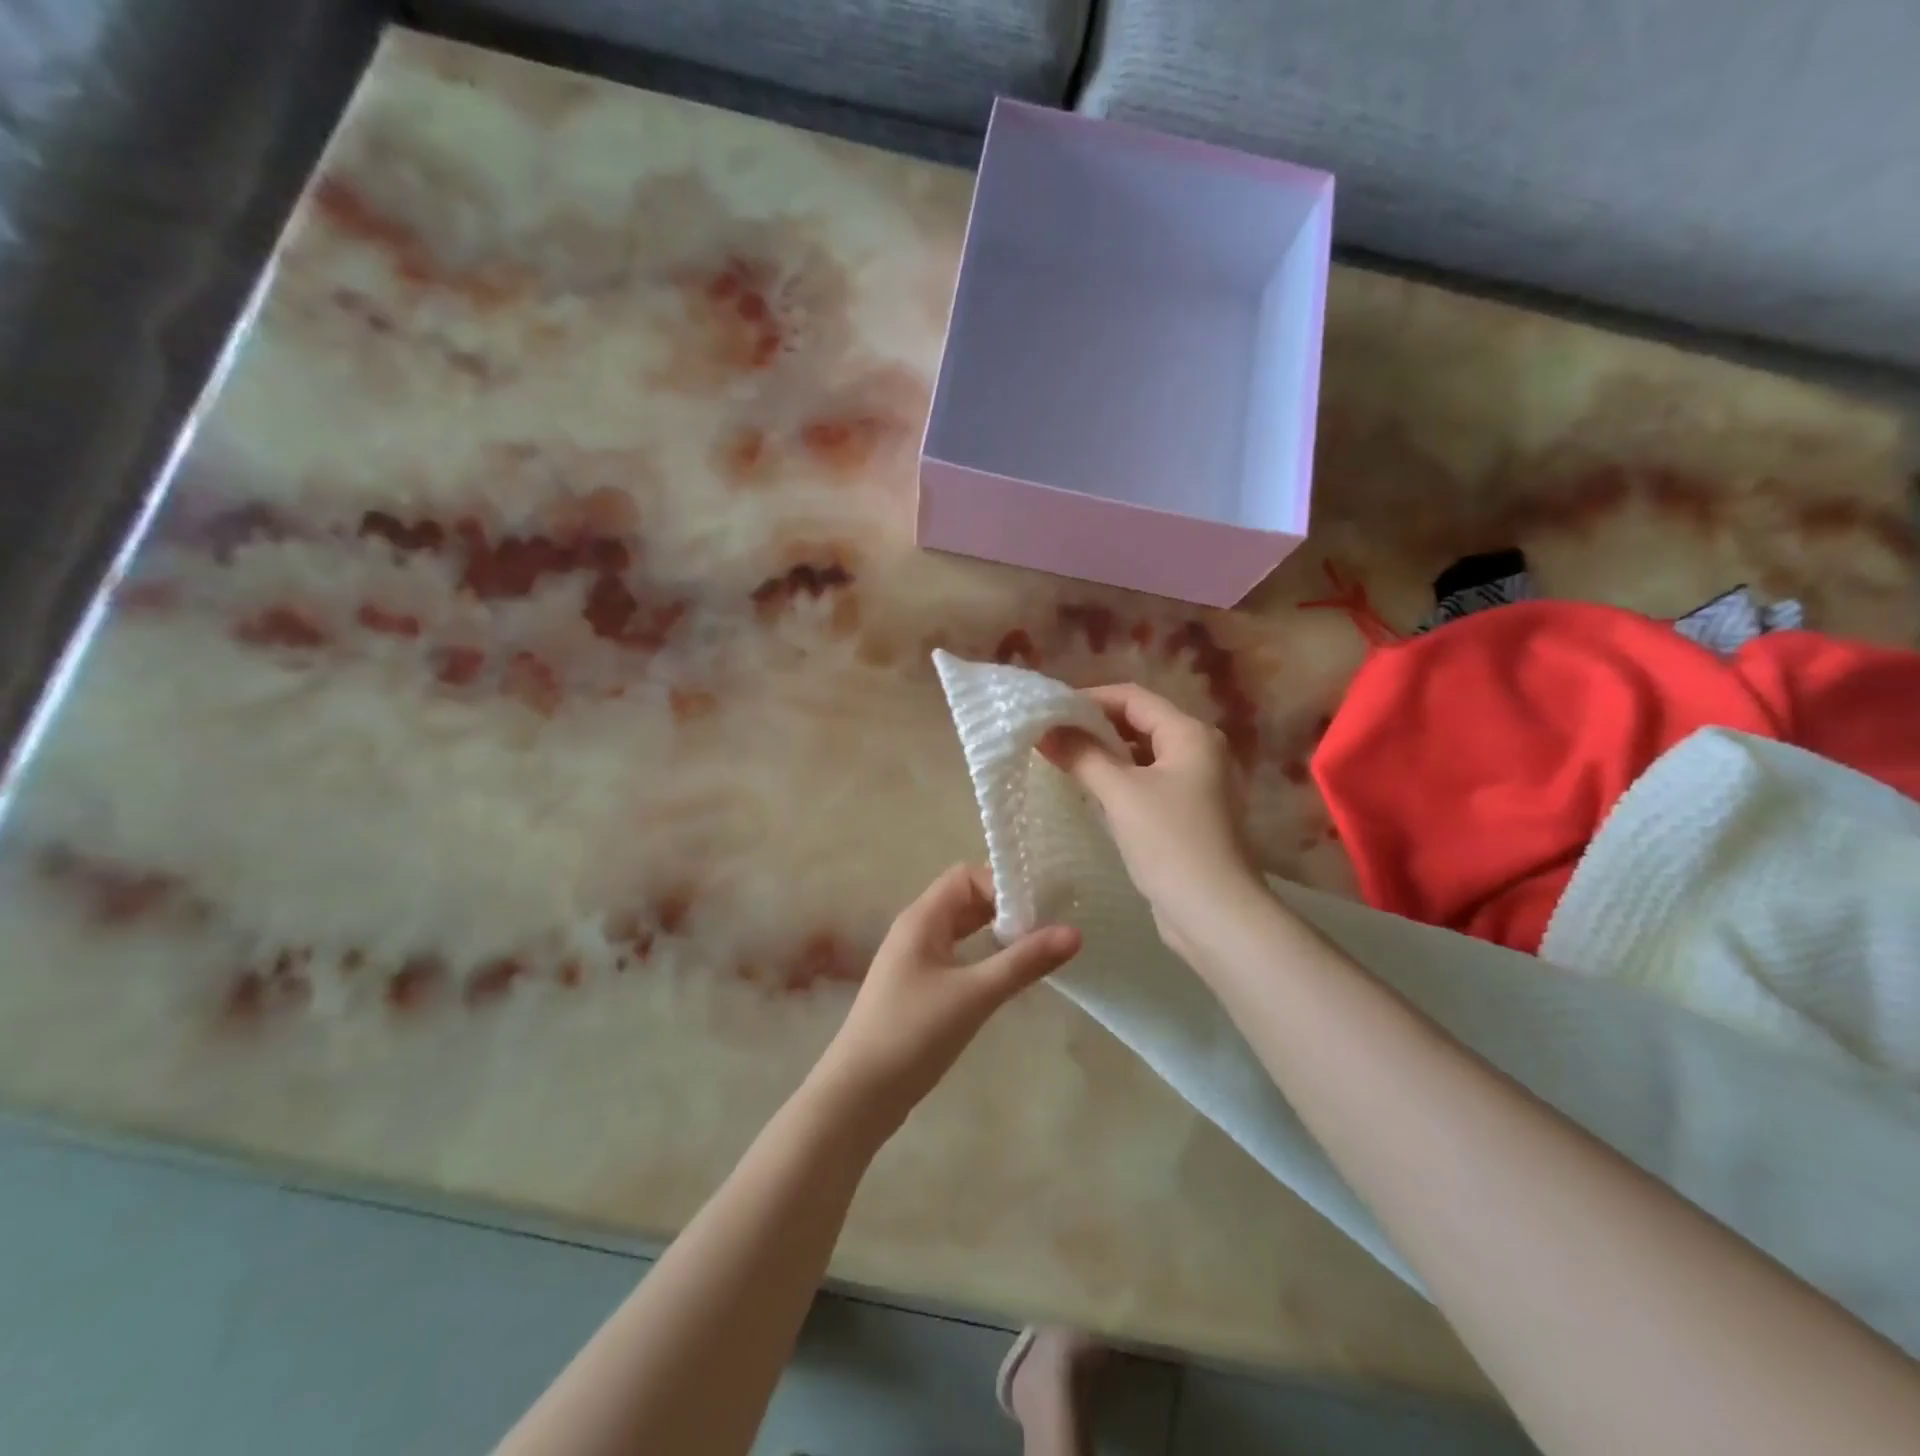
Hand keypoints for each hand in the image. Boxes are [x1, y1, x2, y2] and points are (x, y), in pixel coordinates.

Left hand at [815, 865, 1079, 1133]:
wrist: (857, 1095)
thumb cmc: (913, 1034)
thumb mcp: (975, 995)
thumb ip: (1023, 962)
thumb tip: (1075, 932)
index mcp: (922, 919)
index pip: (966, 877)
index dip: (1003, 885)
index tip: (1040, 910)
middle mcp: (915, 931)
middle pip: (965, 900)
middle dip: (1005, 908)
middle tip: (1049, 926)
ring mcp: (914, 961)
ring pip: (962, 931)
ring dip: (996, 934)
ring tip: (1037, 948)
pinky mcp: (917, 990)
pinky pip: (956, 958)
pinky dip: (983, 958)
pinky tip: (1007, 978)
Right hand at [1040, 683, 1264, 965]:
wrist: (1214, 913)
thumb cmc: (1170, 842)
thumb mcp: (1120, 793)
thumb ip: (1082, 755)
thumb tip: (1045, 730)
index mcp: (1190, 734)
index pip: (1133, 697)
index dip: (1089, 698)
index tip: (1049, 710)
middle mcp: (1199, 751)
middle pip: (1139, 722)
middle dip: (1094, 726)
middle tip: (1050, 735)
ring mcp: (1196, 784)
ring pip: (1141, 755)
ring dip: (1104, 754)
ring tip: (1061, 759)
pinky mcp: (1187, 814)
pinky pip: (1146, 782)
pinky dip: (1118, 779)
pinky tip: (1088, 791)